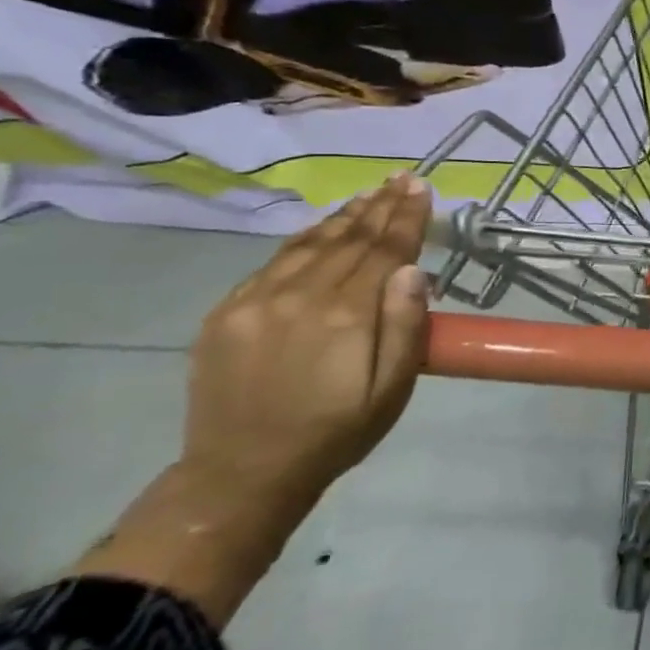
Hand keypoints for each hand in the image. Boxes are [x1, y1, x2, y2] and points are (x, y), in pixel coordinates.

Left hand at [183, 174, 432, 501]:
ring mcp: (255, 302)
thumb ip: (406, 328)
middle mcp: (299, 298)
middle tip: (401, 177)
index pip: (385, 251)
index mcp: (346, 317)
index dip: (406, 217)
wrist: (242, 472)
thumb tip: (414, 270)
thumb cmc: (336, 432)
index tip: (422, 186)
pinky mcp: (227, 312)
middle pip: (349, 240)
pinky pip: (274, 262)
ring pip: (309, 244)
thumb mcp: (392, 390)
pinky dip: (305, 238)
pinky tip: (321, 229)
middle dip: (380, 206)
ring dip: (344, 216)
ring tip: (369, 193)